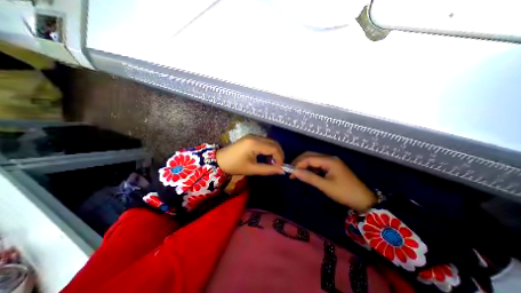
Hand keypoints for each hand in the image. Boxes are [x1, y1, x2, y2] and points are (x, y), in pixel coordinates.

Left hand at [217, 135, 284, 175]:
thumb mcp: (252, 169)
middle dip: (278, 154)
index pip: (274, 148)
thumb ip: (268, 169)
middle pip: (273, 143)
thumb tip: (282, 171)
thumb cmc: (235, 166)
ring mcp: (253, 135)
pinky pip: (264, 141)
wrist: (220, 160)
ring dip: (274, 151)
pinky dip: (268, 148)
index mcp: (254, 144)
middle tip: (277, 165)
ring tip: (271, 162)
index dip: (280, 158)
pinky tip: (265, 156)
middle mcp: (255, 136)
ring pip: (270, 141)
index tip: (280, 167)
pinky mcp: (251, 137)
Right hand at [293, 151, 373, 212]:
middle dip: (299, 162)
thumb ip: (309, 177)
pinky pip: (318, 165)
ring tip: (297, 174)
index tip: (290, 173)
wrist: (363, 200)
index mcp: (329, 160)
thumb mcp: (325, 186)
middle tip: (291, 172)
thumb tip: (294, 172)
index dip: (298, 164)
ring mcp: (331, 162)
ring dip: (304, 166)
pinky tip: (306, 175)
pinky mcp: (332, 168)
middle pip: (310, 156)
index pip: (309, 158)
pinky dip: (311, 169)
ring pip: (314, 160)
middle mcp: (329, 158)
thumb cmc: (344, 192)